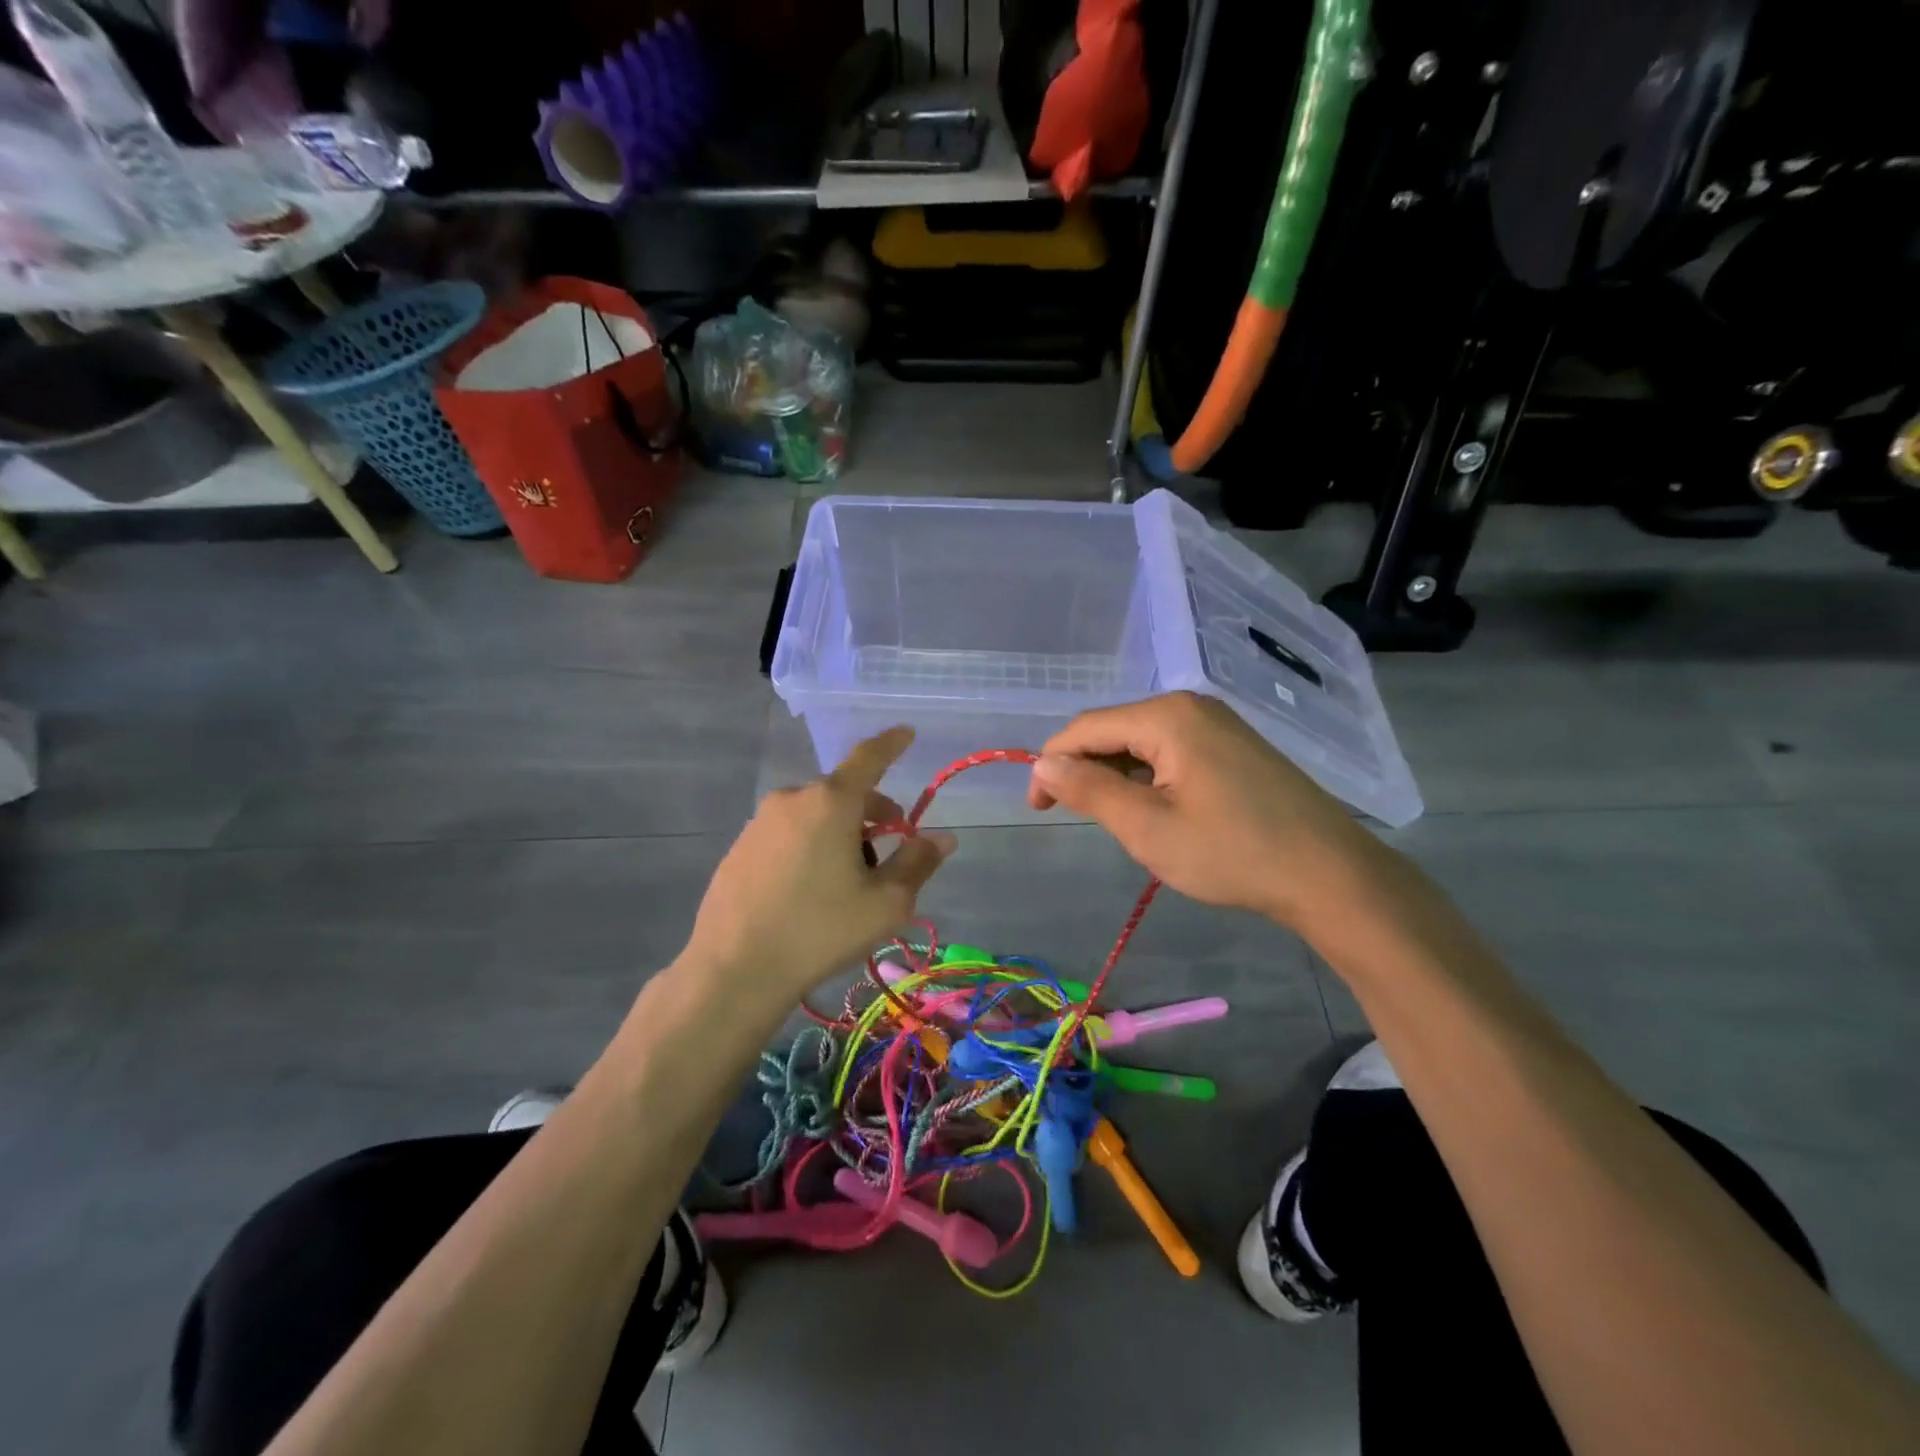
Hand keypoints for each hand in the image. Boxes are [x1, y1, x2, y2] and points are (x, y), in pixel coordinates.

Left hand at [681, 727, 955, 1003]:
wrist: (734, 969)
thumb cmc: (820, 930)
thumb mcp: (885, 902)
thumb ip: (917, 862)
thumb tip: (943, 837)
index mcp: (831, 801)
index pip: (869, 757)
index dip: (892, 743)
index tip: (906, 733)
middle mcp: (793, 799)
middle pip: (844, 793)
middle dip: (872, 813)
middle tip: (890, 849)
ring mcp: (760, 822)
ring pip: (815, 815)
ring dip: (840, 833)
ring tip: (848, 882)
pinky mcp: (739, 847)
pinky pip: (788, 833)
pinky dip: (810, 845)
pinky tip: (810, 891)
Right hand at [1027, 692, 1376, 931]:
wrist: (1329, 874)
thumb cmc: (1232, 853)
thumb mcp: (1147, 828)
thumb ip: (1090, 790)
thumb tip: (1042, 764)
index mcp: (1167, 716)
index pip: (1086, 727)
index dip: (1052, 763)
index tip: (1037, 807)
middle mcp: (1191, 706)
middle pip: (1114, 729)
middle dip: (1084, 767)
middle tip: (1071, 815)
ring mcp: (1218, 723)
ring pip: (1142, 741)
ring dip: (1115, 773)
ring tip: (1112, 818)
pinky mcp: (1234, 745)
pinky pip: (1171, 750)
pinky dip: (1147, 775)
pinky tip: (1152, 808)